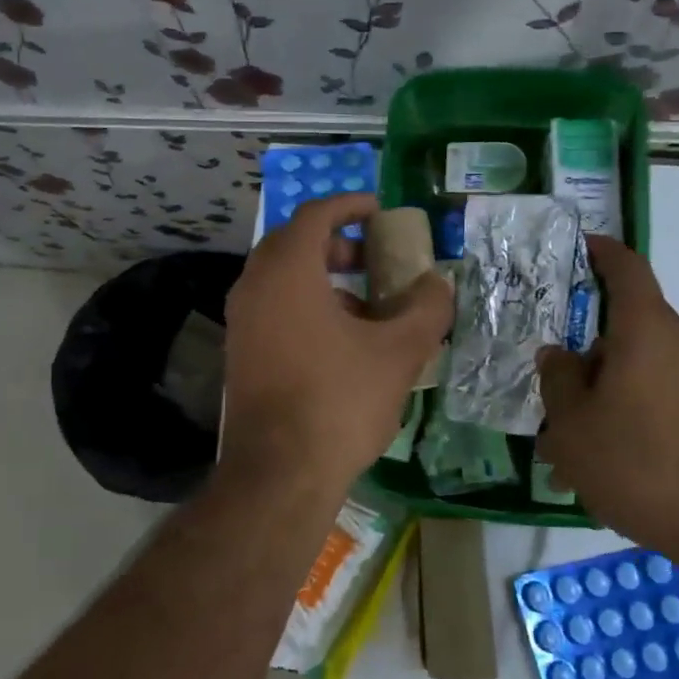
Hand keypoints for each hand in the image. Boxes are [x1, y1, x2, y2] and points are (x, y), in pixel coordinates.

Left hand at [220, 194, 452, 498]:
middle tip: (373, 258)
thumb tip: (438, 284)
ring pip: (282, 280)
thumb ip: (426, 308)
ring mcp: (241, 322)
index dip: (349, 205)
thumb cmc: (339, 400)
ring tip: (366, 306)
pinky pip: (272, 309)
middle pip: (293, 244)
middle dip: (336, 244)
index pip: (315, 215)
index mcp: (287, 271)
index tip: (378, 209)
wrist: (279, 473)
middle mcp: (254, 287)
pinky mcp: (239, 353)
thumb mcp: (398, 352)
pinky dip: (305, 307)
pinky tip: (340, 343)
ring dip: (322, 279)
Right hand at [536, 237, 678, 558]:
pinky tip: (614, 466)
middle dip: (588, 364)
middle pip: (627, 334)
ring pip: (643, 374)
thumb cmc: (639, 466)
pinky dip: (636, 417)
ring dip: (608, 399)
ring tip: (577, 454)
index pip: (628, 271)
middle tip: (555, 407)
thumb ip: (558, 380)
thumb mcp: (573, 426)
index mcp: (648, 334)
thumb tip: (559, 354)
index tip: (583, 246)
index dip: (604, 253)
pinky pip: (667, 400)